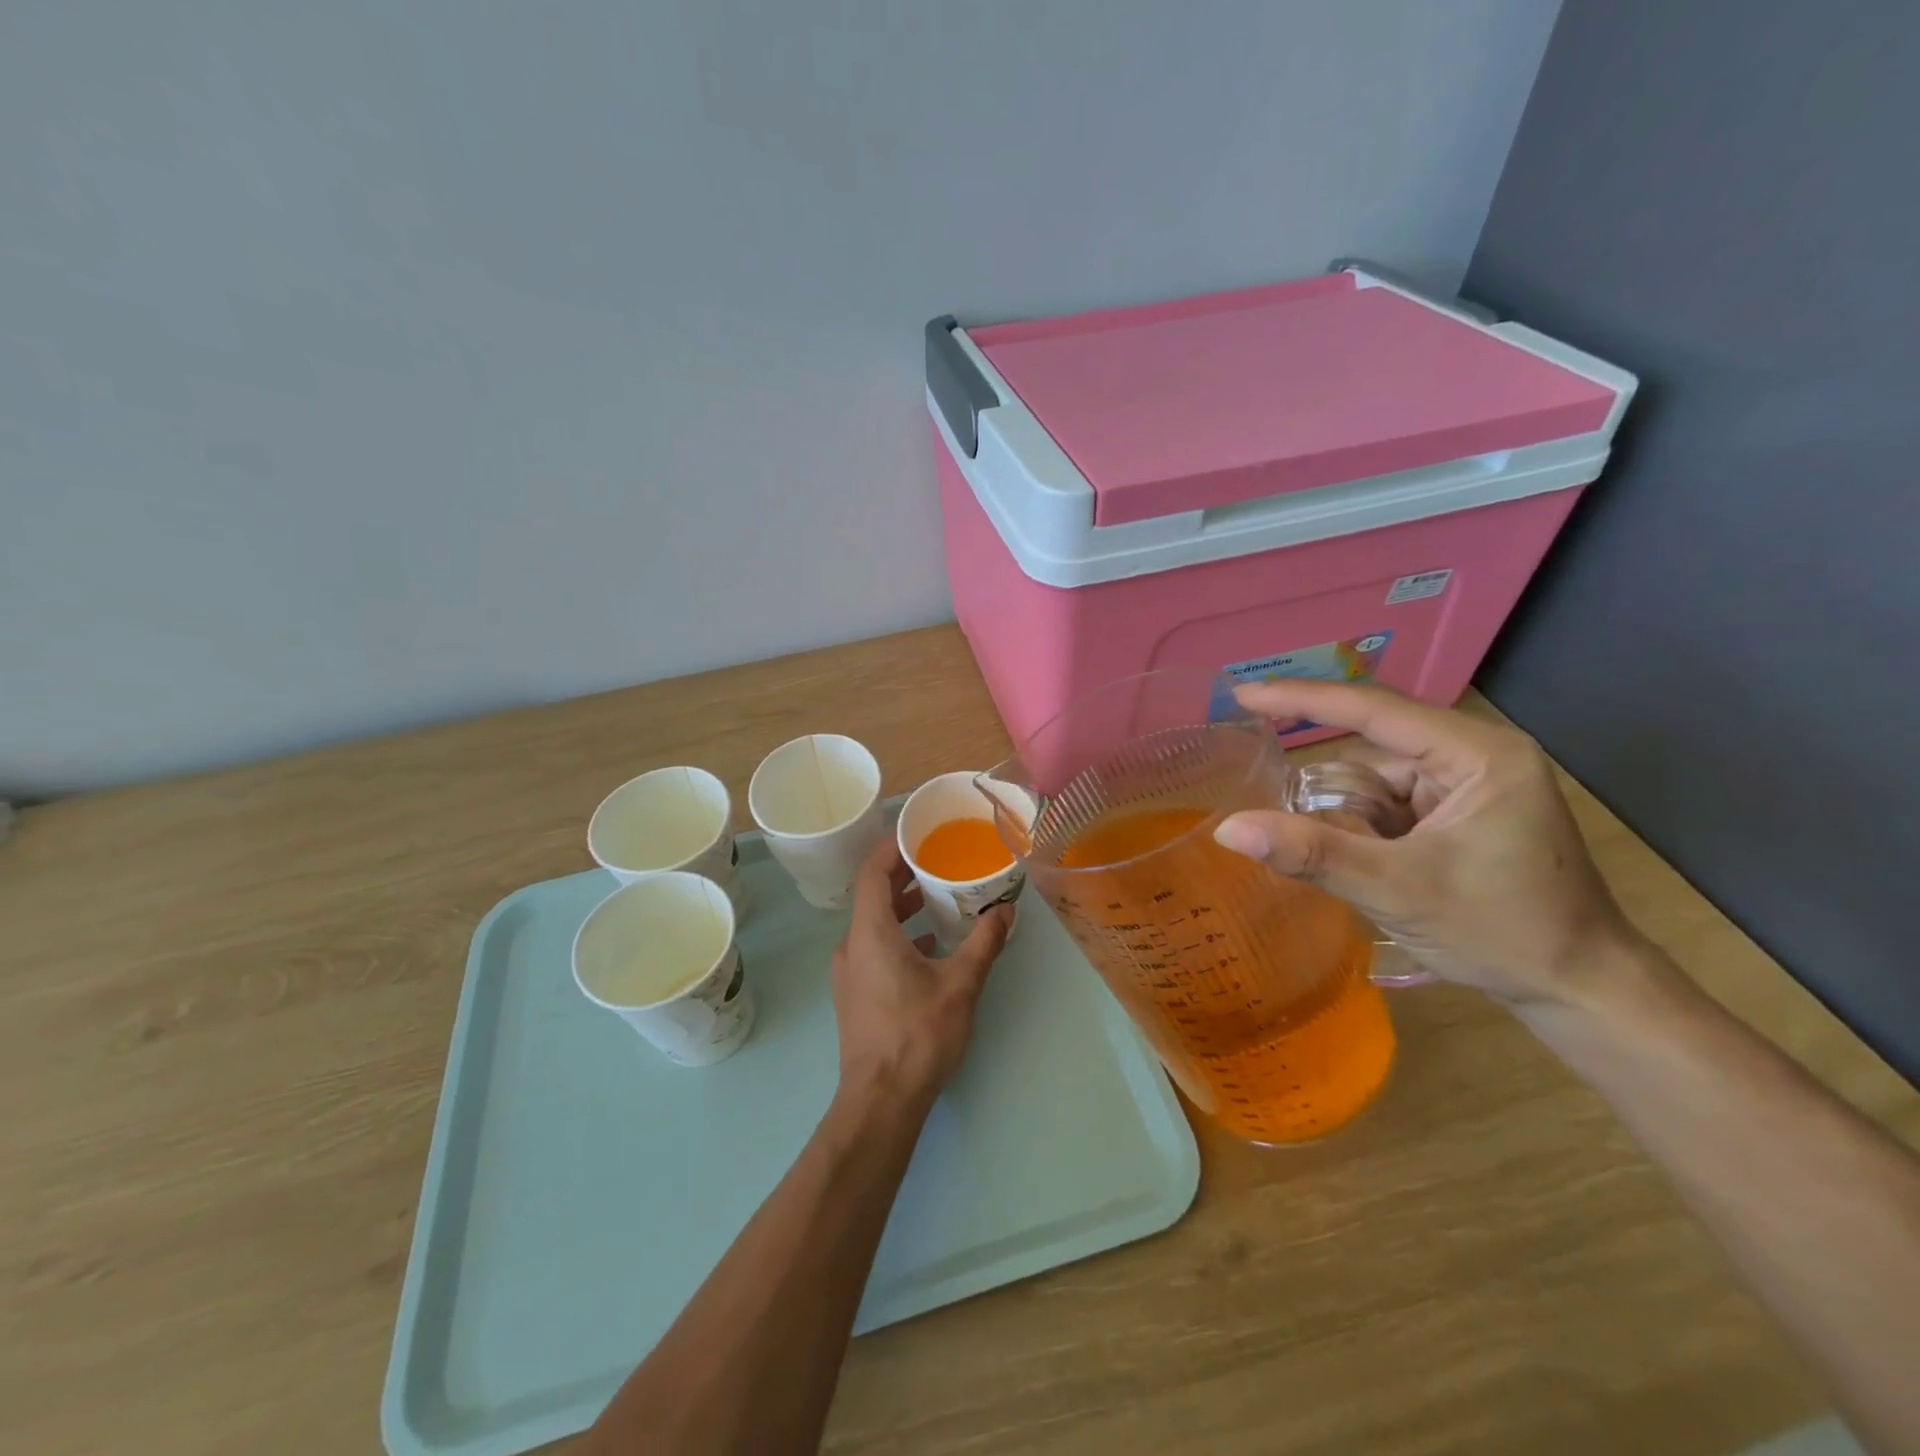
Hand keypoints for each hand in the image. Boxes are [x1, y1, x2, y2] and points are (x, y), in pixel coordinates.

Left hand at [830, 836, 1013, 1108]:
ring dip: (902, 906)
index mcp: (870, 932)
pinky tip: (930, 945)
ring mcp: (850, 971)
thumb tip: (1006, 912)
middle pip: (872, 895)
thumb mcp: (960, 985)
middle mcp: (852, 945)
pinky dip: (899, 935)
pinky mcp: (855, 992)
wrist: (880, 1101)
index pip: (872, 872)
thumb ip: (984, 943)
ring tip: (938, 898)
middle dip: (903, 875)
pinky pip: (874, 947)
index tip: (917, 831)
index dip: (891, 847)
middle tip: (937, 859)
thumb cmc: (917, 1035)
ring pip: (874, 923)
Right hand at [1212, 680, 1640, 1006]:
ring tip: (1370, 873)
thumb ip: (1312, 854)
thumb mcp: (1397, 890)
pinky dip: (1368, 834)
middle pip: (1372, 754)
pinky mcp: (1462, 814)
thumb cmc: (1503, 932)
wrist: (1582, 990)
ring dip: (1354, 824)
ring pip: (1377, 785)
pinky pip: (1391, 807)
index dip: (1302, 699)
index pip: (1373, 710)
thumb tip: (1229, 830)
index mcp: (1477, 754)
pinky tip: (1377, 871)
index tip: (1241, 695)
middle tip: (1308, 829)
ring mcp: (1470, 786)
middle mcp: (1475, 756)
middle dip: (1338, 798)